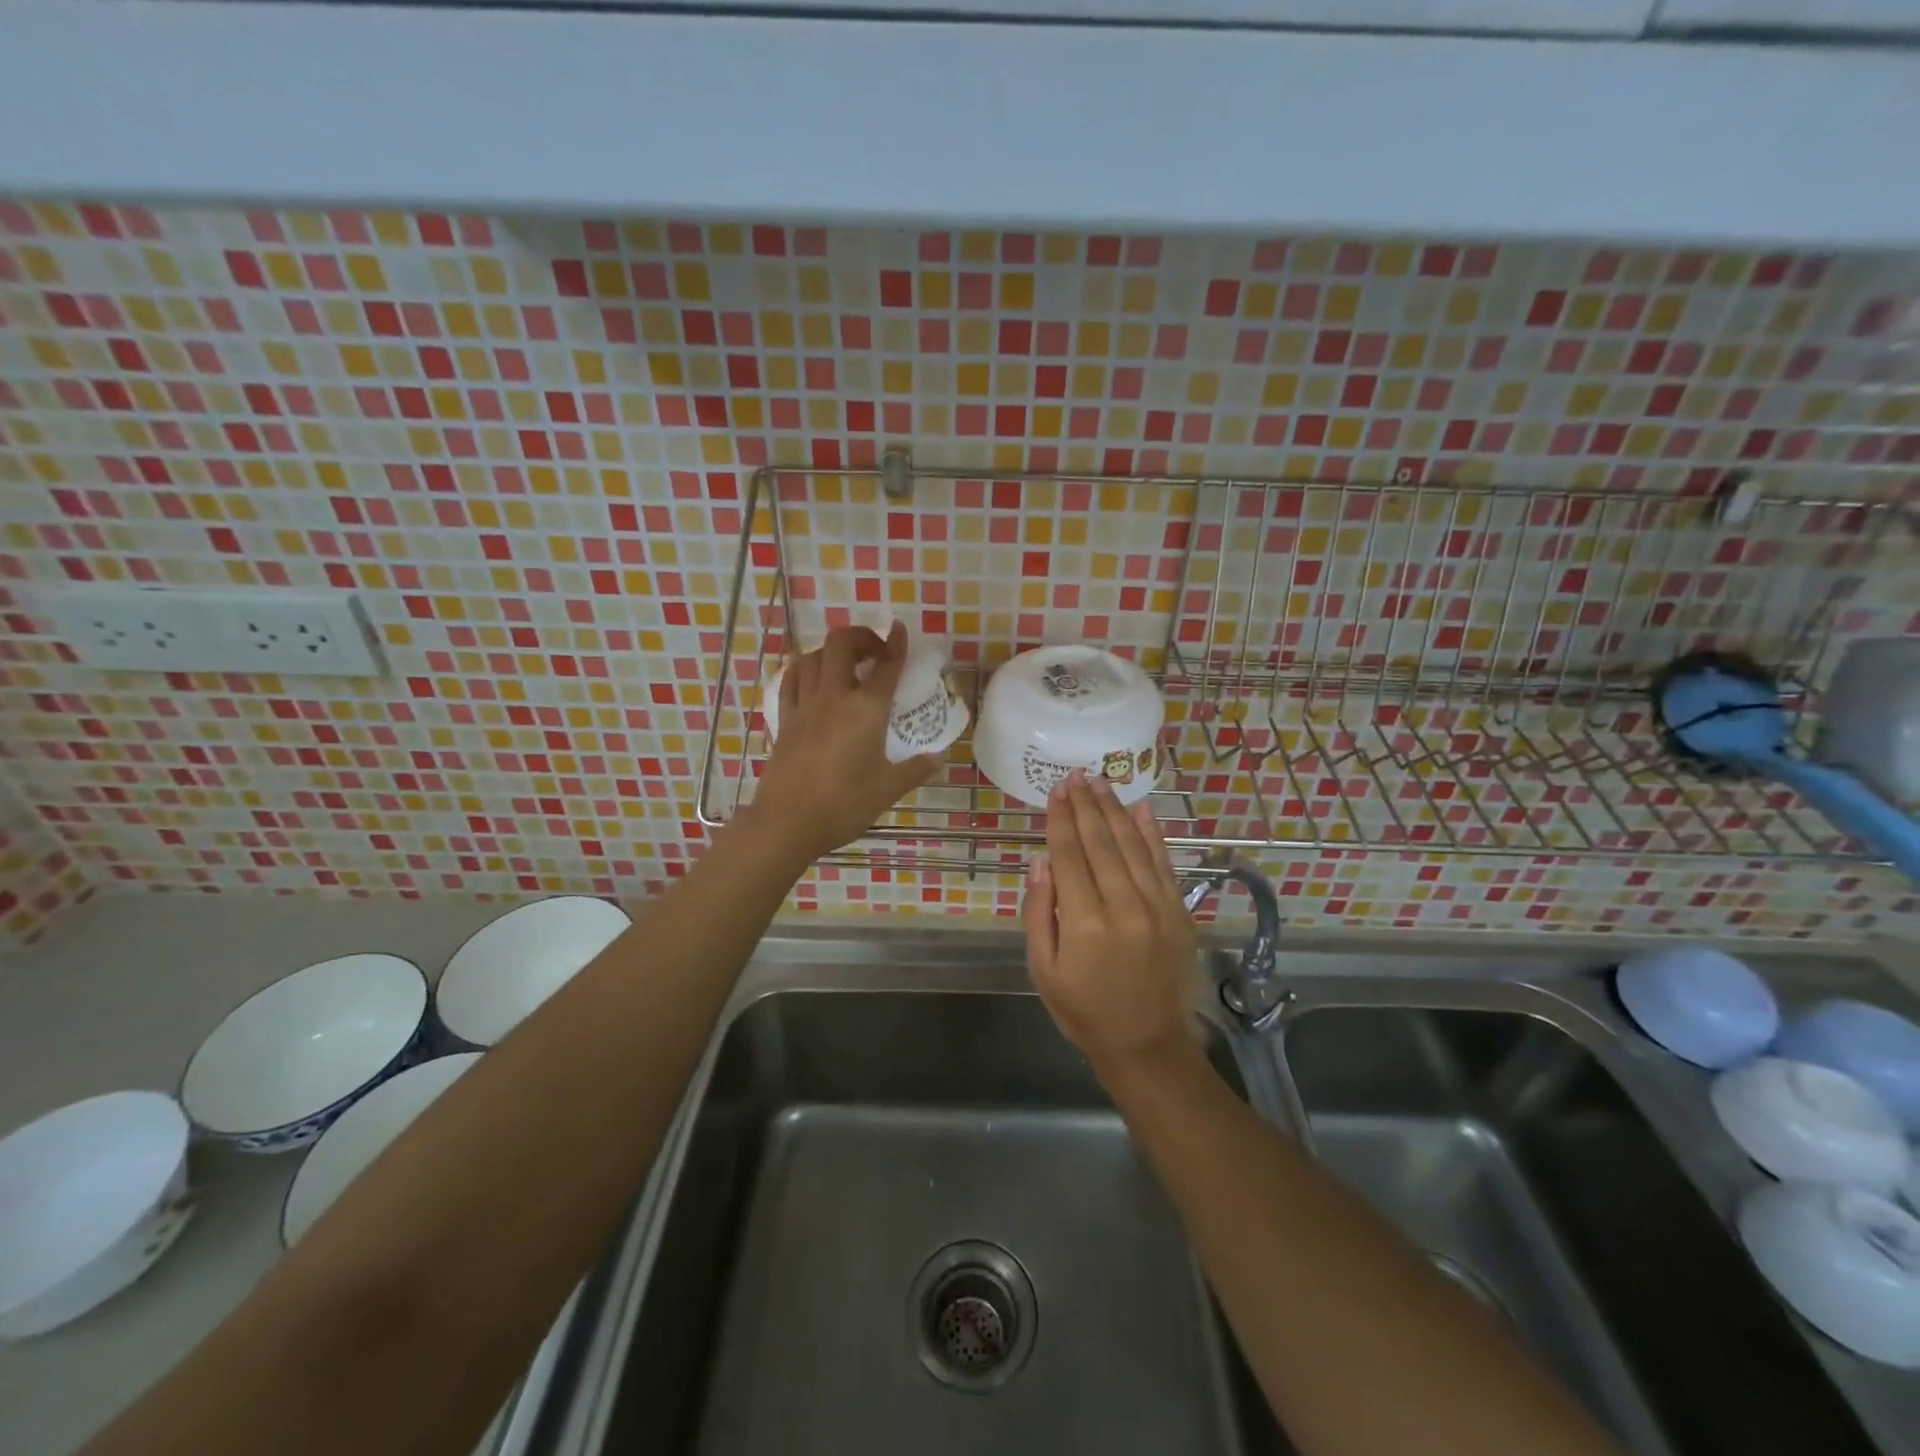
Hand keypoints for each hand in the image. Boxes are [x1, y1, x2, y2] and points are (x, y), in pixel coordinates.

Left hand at [747, 623, 940, 862]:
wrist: (787, 822)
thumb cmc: (844, 805)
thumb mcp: (888, 789)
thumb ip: (916, 768)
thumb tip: (939, 756)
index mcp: (866, 710)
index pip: (886, 665)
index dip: (896, 643)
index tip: (901, 630)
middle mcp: (834, 696)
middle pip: (841, 644)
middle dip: (860, 636)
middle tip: (874, 652)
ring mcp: (804, 705)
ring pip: (812, 656)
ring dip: (831, 651)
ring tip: (845, 664)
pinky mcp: (784, 719)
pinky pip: (791, 679)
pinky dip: (803, 668)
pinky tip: (810, 677)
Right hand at [1023, 771, 1198, 1069]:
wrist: (1146, 1044)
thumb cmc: (1083, 1010)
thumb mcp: (1043, 969)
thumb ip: (1040, 911)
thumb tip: (1042, 860)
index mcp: (1084, 922)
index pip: (1069, 855)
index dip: (1061, 819)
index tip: (1056, 790)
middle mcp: (1123, 906)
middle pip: (1101, 842)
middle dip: (1086, 805)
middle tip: (1075, 775)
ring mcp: (1157, 906)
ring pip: (1132, 845)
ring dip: (1114, 810)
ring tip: (1100, 783)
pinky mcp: (1179, 912)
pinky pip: (1164, 863)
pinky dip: (1153, 834)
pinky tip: (1141, 809)